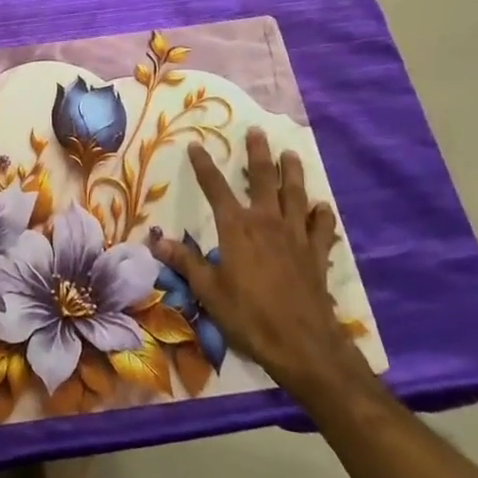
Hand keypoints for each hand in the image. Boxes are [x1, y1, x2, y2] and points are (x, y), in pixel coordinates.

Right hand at [156, 129, 372, 403]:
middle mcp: (267, 222)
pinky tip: (321, 207)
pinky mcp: (317, 254)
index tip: (197, 145)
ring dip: (293, 172)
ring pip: (296, 194)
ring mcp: (296, 236)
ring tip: (291, 155)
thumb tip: (156, 241)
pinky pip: (322, 228)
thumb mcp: (208, 291)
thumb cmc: (249, 316)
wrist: (303, 345)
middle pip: (263, 179)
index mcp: (237, 228)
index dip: (204, 165)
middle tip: (257, 132)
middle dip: (258, 153)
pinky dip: (322, 215)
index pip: (215, 187)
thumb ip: (185, 262)